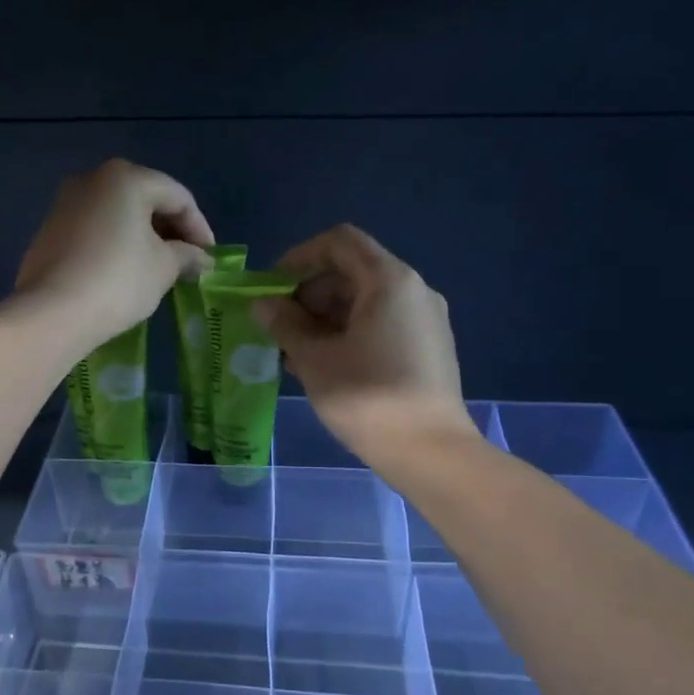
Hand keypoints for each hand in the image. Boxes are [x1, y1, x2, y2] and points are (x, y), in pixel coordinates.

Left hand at [15, 159, 214, 352]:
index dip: (200, 228)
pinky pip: (95, 230)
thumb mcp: (164, 268)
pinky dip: (117, 244)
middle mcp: (93, 179)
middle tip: (187, 263)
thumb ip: (187, 256)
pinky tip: (125, 272)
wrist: (52, 313)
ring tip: (159, 270)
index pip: (178, 197)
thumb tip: (201, 259)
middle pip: (146, 199)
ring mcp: (66, 203)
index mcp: (126, 178)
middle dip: (171, 231)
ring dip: (144, 238)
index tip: (210, 259)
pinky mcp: (50, 230)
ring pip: (118, 215)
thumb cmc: (118, 280)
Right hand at [254, 225, 474, 468]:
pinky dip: (349, 332)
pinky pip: (382, 323)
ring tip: (296, 351)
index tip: (272, 286)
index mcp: (389, 280)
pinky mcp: (429, 347)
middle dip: (309, 292)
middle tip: (279, 325)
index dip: (299, 256)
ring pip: (366, 300)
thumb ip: (285, 324)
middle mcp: (414, 290)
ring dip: (326, 316)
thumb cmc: (367, 398)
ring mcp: (425, 319)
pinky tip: (326, 365)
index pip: (339, 242)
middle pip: (352, 270)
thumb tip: (262, 304)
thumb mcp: (314, 358)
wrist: (431, 452)